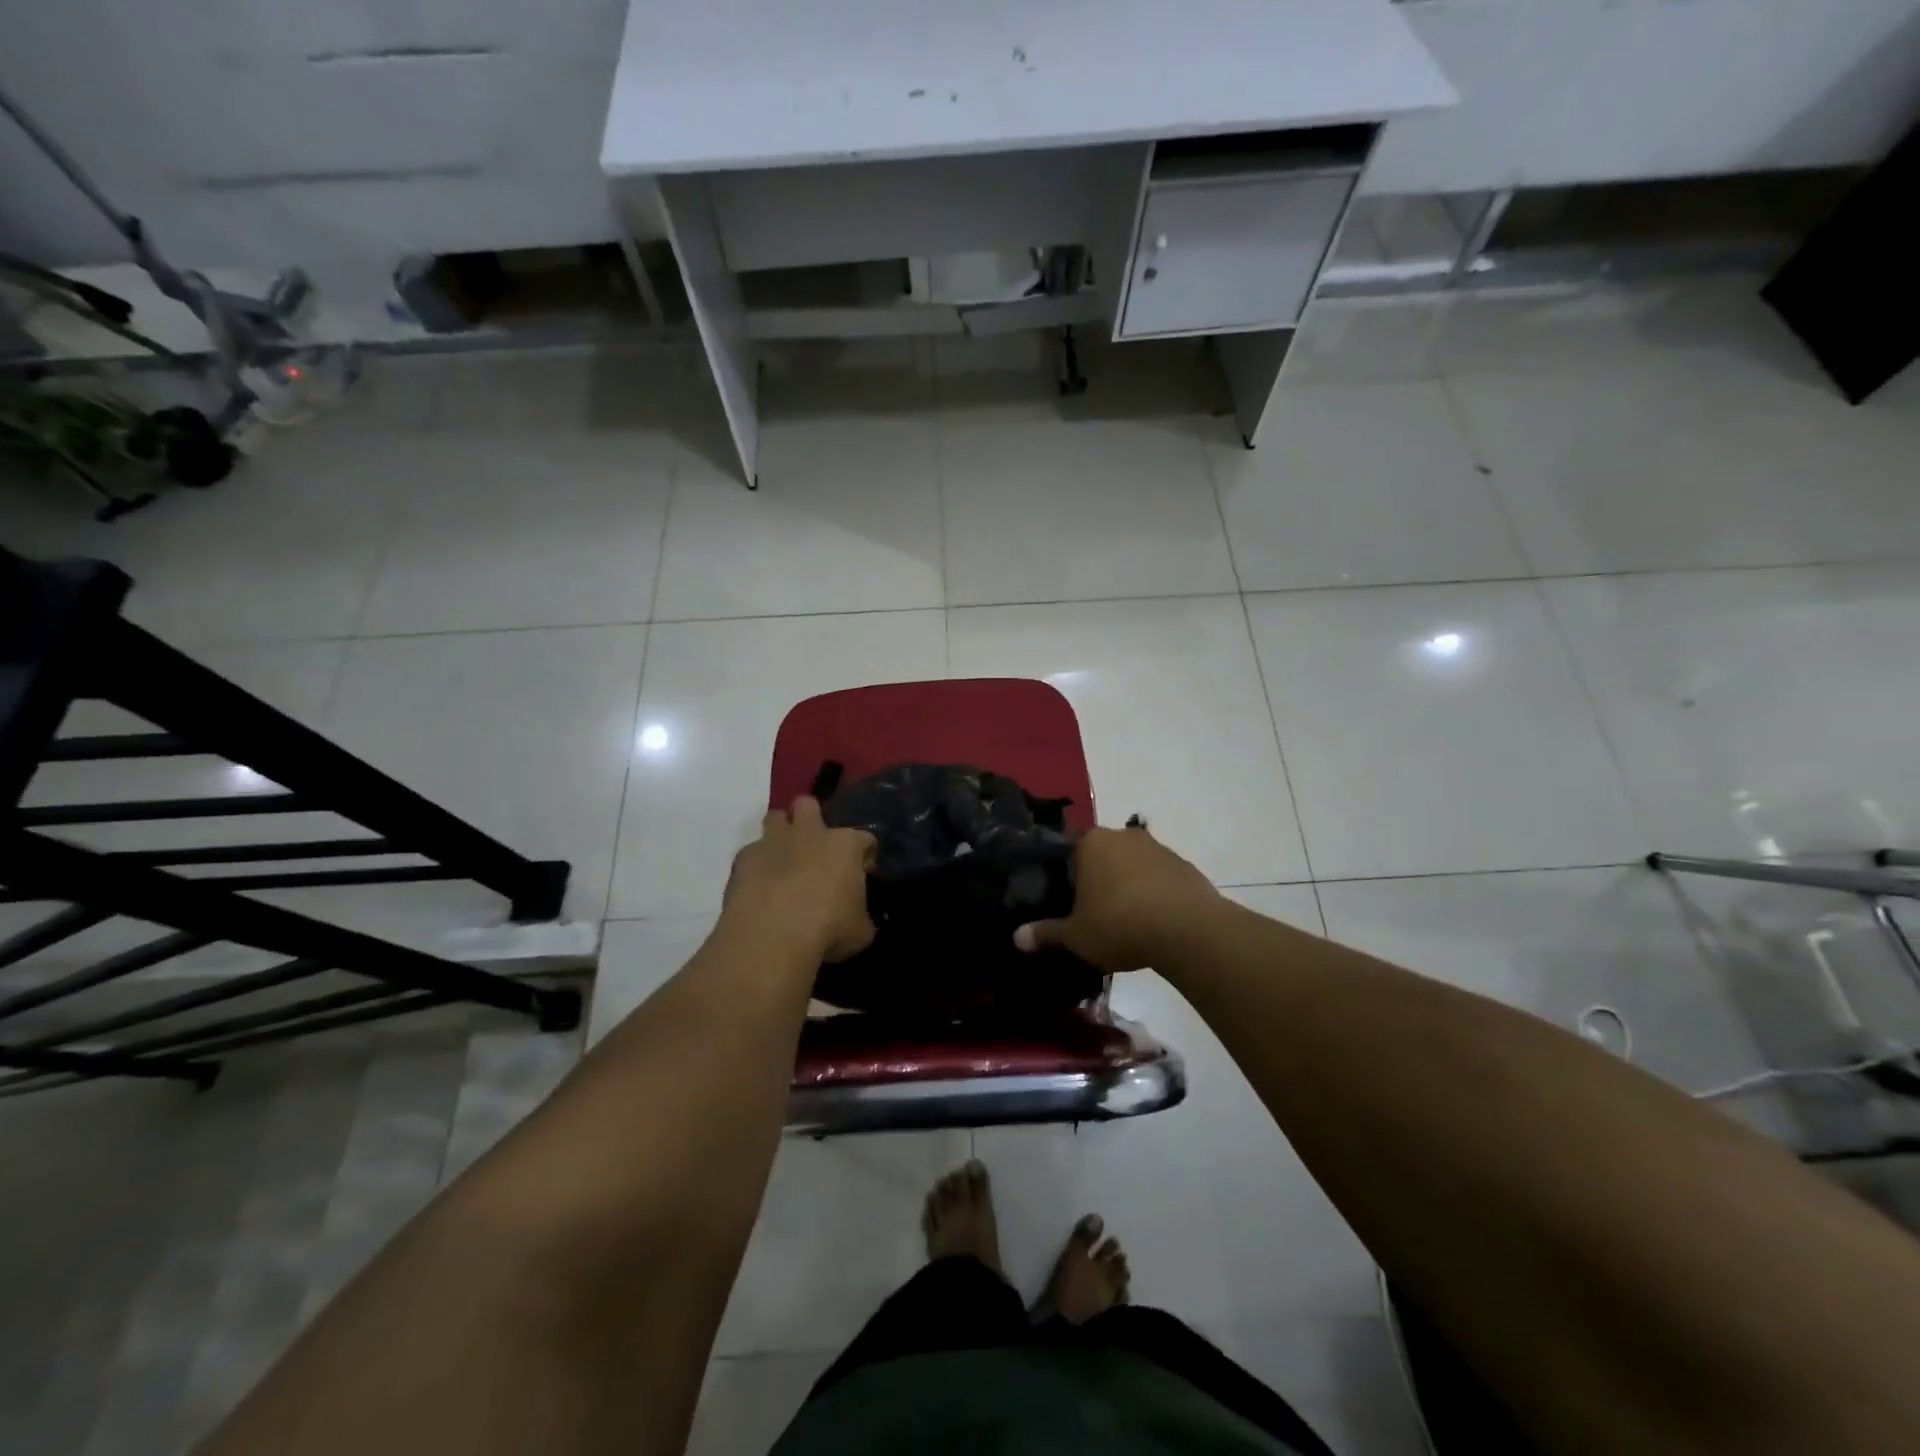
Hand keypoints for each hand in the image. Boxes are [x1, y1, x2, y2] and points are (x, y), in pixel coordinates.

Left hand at [723, 796, 876, 962]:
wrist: (772, 936)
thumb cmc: (828, 929)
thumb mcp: (860, 932)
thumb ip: (860, 917)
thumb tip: (857, 920)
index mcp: (845, 845)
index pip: (865, 839)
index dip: (865, 856)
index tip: (861, 874)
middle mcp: (809, 833)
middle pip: (809, 805)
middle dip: (812, 819)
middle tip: (816, 849)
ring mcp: (773, 842)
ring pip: (775, 817)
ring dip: (781, 833)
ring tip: (784, 861)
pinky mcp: (743, 858)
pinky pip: (751, 852)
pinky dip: (757, 865)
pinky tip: (759, 887)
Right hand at [1014, 823, 1219, 971]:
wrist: (1188, 930)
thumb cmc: (1119, 924)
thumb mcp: (1076, 936)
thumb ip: (1046, 933)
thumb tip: (1016, 937)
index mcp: (1091, 843)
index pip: (1069, 852)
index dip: (1066, 878)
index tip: (1069, 903)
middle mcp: (1123, 835)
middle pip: (1102, 856)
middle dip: (1098, 879)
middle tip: (1094, 913)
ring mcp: (1158, 847)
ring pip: (1132, 865)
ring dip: (1128, 885)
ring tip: (1126, 922)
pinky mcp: (1184, 865)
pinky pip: (1160, 878)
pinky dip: (1155, 894)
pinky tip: (1154, 922)